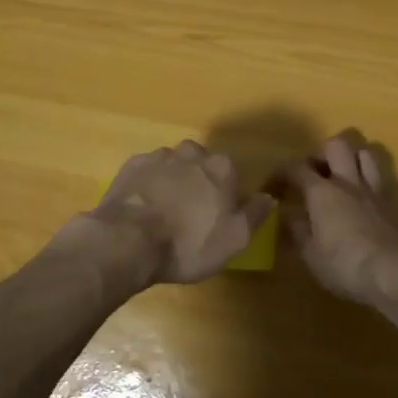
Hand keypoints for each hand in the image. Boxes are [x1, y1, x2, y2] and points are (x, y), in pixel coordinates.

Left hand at [64, 141, 275, 286]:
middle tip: (191, 214)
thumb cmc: (188, 243)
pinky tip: (143, 208)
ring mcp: (159, 156)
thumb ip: (254, 214)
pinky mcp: (131, 166)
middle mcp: (192, 153)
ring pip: (173, 165)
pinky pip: (147, 172)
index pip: (231, 173)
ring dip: (173, 182)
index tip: (218, 216)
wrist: (128, 240)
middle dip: (199, 182)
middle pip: (201, 164)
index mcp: (221, 168)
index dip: (226, 194)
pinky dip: (148, 185)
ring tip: (164, 212)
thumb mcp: (233, 239)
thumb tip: (268, 197)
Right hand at [286, 131, 397, 304]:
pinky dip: (369, 177)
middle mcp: (348, 181)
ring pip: (365, 152)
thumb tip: (288, 215)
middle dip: (321, 153)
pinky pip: (380, 176)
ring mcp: (373, 189)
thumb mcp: (309, 254)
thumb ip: (297, 230)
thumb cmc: (344, 265)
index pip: (296, 168)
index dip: (280, 173)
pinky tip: (362, 194)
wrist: (393, 273)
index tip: (271, 188)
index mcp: (322, 192)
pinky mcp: (392, 203)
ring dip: (351, 157)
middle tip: (312, 174)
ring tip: (340, 174)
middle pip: (336, 145)